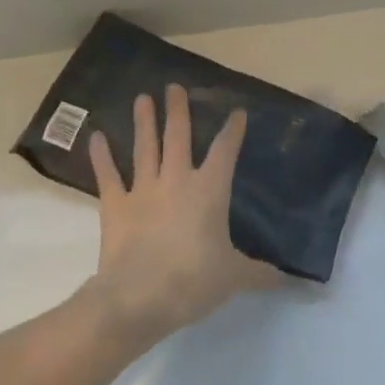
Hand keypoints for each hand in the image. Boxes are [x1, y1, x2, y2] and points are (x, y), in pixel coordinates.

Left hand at [86, 84, 279, 345]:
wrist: (139, 297)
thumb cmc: (194, 281)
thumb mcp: (234, 277)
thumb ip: (260, 274)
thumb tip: (288, 281)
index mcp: (210, 191)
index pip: (225, 152)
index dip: (232, 131)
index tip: (236, 113)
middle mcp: (176, 180)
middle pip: (178, 137)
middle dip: (178, 111)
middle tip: (174, 87)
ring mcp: (142, 190)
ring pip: (145, 147)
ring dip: (144, 122)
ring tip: (142, 98)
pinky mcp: (115, 205)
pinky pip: (107, 175)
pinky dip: (101, 156)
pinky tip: (96, 137)